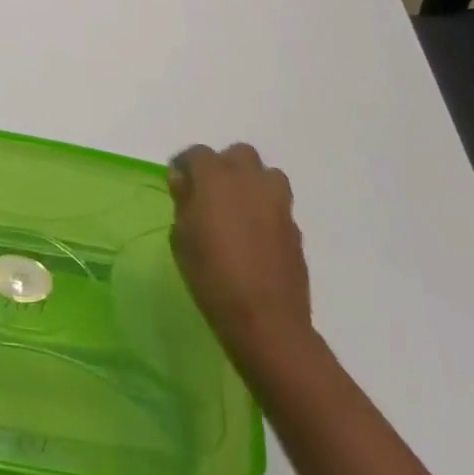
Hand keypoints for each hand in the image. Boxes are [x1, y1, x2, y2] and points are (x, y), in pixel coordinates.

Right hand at [169, 143, 313, 362]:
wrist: (266, 321)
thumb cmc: (211, 276)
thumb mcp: (181, 237)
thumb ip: (183, 201)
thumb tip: (184, 181)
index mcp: (215, 178)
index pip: (197, 153)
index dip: (185, 165)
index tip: (178, 184)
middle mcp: (249, 181)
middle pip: (239, 154)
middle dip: (224, 166)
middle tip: (211, 192)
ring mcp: (277, 203)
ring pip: (266, 175)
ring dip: (252, 183)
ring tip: (239, 208)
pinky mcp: (295, 228)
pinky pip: (278, 205)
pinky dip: (266, 211)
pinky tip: (255, 236)